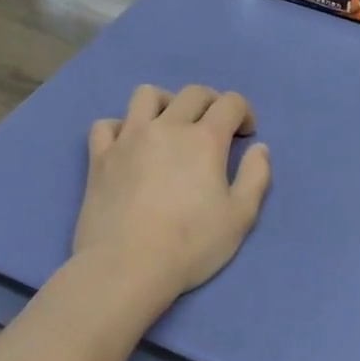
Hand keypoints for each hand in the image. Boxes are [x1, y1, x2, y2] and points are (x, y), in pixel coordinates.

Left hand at [72, 84, 271, 299]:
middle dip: (211, 102)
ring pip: (146, 95)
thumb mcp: (240, 217)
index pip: (230, 103)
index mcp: (204, 139)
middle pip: (192, 93)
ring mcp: (128, 138)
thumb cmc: (190, 245)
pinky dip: (120, 128)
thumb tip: (260, 148)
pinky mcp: (100, 156)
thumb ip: (256, 177)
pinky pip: (106, 124)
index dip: (244, 113)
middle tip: (215, 127)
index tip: (246, 136)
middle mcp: (166, 127)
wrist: (126, 267)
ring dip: (166, 102)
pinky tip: (128, 146)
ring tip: (170, 126)